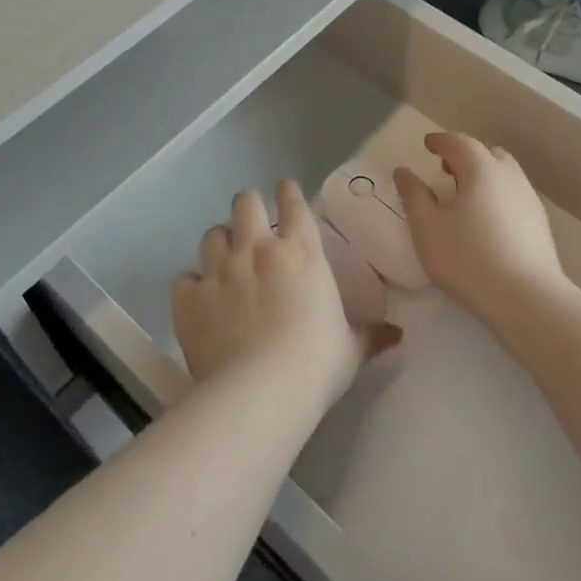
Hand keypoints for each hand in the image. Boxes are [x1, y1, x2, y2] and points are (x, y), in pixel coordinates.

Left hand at [172, 181, 400, 407]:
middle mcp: (256, 250)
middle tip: (250, 222)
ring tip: (224, 259)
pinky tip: (198, 299)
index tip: (285, 189)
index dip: (288, 192)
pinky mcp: (190, 298)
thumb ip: (370, 335)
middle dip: (247, 208)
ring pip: (211, 235)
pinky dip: (191, 286)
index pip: (294, 203)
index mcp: (300, 252)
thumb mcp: (350, 349)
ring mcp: (219, 270)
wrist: (262, 391)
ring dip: (219, 243)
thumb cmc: (316, 364)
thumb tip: (396, 335)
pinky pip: (184, 279)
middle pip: (245, 204)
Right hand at [392, 133, 567, 326]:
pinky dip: (497, 195)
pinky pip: (514, 195)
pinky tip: (487, 221)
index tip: (427, 144)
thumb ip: (413, 195)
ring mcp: (529, 199)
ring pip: (505, 174)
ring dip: (484, 175)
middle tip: (446, 169)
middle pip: (487, 153)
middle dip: (465, 155)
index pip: (458, 143)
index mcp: (481, 169)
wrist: (527, 299)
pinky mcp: (540, 223)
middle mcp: (509, 176)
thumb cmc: (468, 258)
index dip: (440, 141)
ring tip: (465, 196)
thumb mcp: (427, 227)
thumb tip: (403, 171)